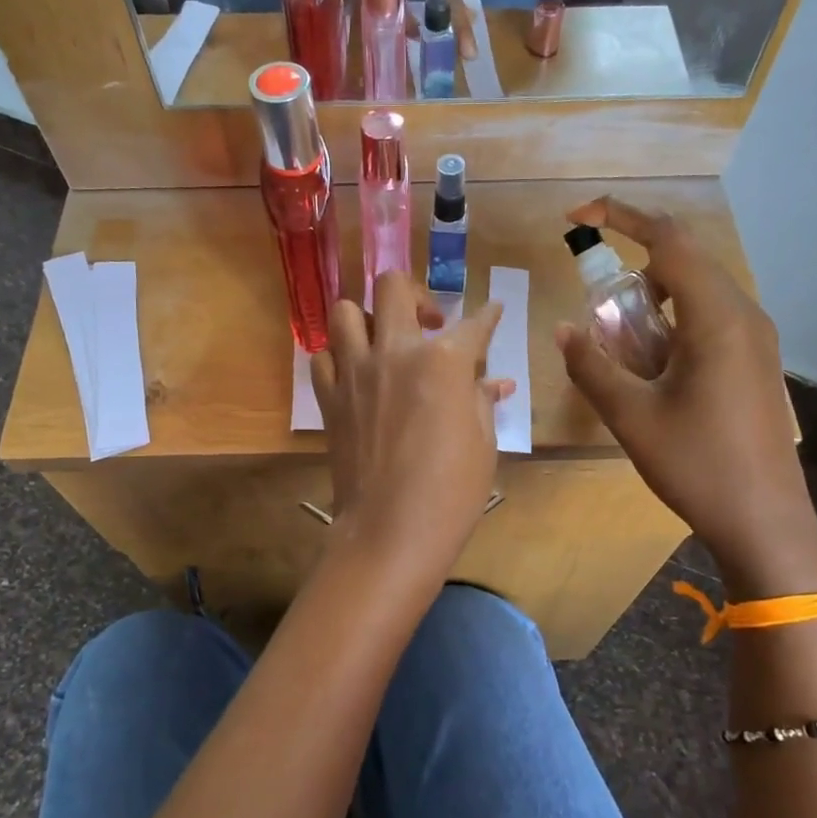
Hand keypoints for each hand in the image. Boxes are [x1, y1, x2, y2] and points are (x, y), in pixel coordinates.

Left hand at [311, 273, 511, 580]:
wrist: (391, 529)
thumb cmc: (451, 491)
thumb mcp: (482, 442)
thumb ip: (481, 400)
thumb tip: (493, 382)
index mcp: (443, 361)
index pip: (474, 324)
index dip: (489, 316)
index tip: (493, 311)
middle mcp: (395, 351)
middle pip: (393, 287)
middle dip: (415, 294)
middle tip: (428, 322)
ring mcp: (355, 372)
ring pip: (346, 311)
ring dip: (368, 318)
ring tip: (384, 341)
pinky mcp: (329, 397)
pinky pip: (323, 356)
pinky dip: (339, 357)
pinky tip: (356, 374)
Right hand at [554, 197, 816, 599]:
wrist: (764, 521)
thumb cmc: (696, 464)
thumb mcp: (630, 416)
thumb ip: (591, 366)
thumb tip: (564, 331)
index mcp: (717, 317)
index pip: (668, 240)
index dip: (620, 217)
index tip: (577, 217)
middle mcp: (744, 314)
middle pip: (685, 258)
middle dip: (633, 260)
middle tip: (593, 291)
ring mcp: (756, 338)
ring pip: (698, 288)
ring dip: (653, 295)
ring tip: (622, 338)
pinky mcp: (756, 360)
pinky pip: (710, 316)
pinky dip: (673, 319)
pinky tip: (654, 363)